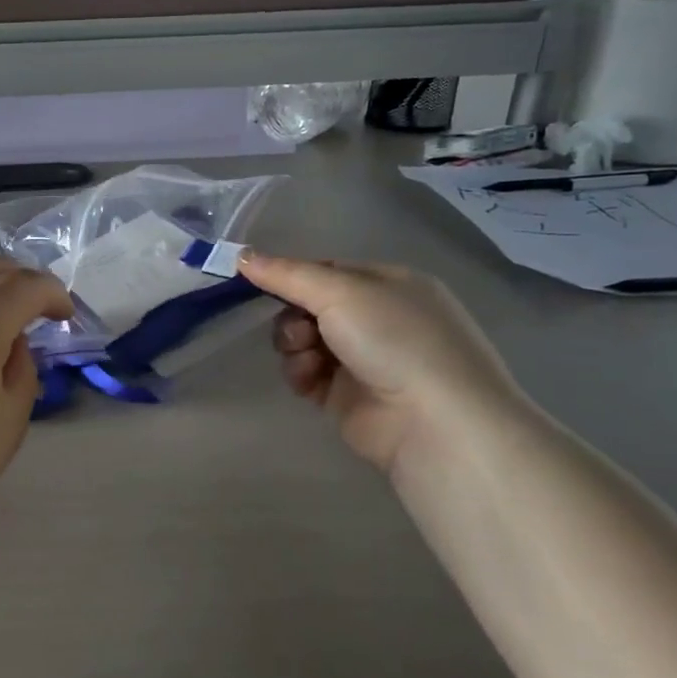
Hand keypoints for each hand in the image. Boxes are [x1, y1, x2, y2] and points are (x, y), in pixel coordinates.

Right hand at [238, 251, 526, 473]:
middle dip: (292, 316)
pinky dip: (301, 373)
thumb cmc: (396, 340)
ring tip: (307, 358)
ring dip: (293, 345)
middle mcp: (377, 318)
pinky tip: (309, 381)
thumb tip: (241, 254)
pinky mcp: (346, 395)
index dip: (292, 275)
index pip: (325, 269)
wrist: (434, 423)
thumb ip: (287, 274)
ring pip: (302, 340)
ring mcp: (362, 358)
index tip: (259, 280)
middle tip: (299, 331)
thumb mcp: (341, 291)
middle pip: (308, 306)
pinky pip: (306, 373)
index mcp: (388, 284)